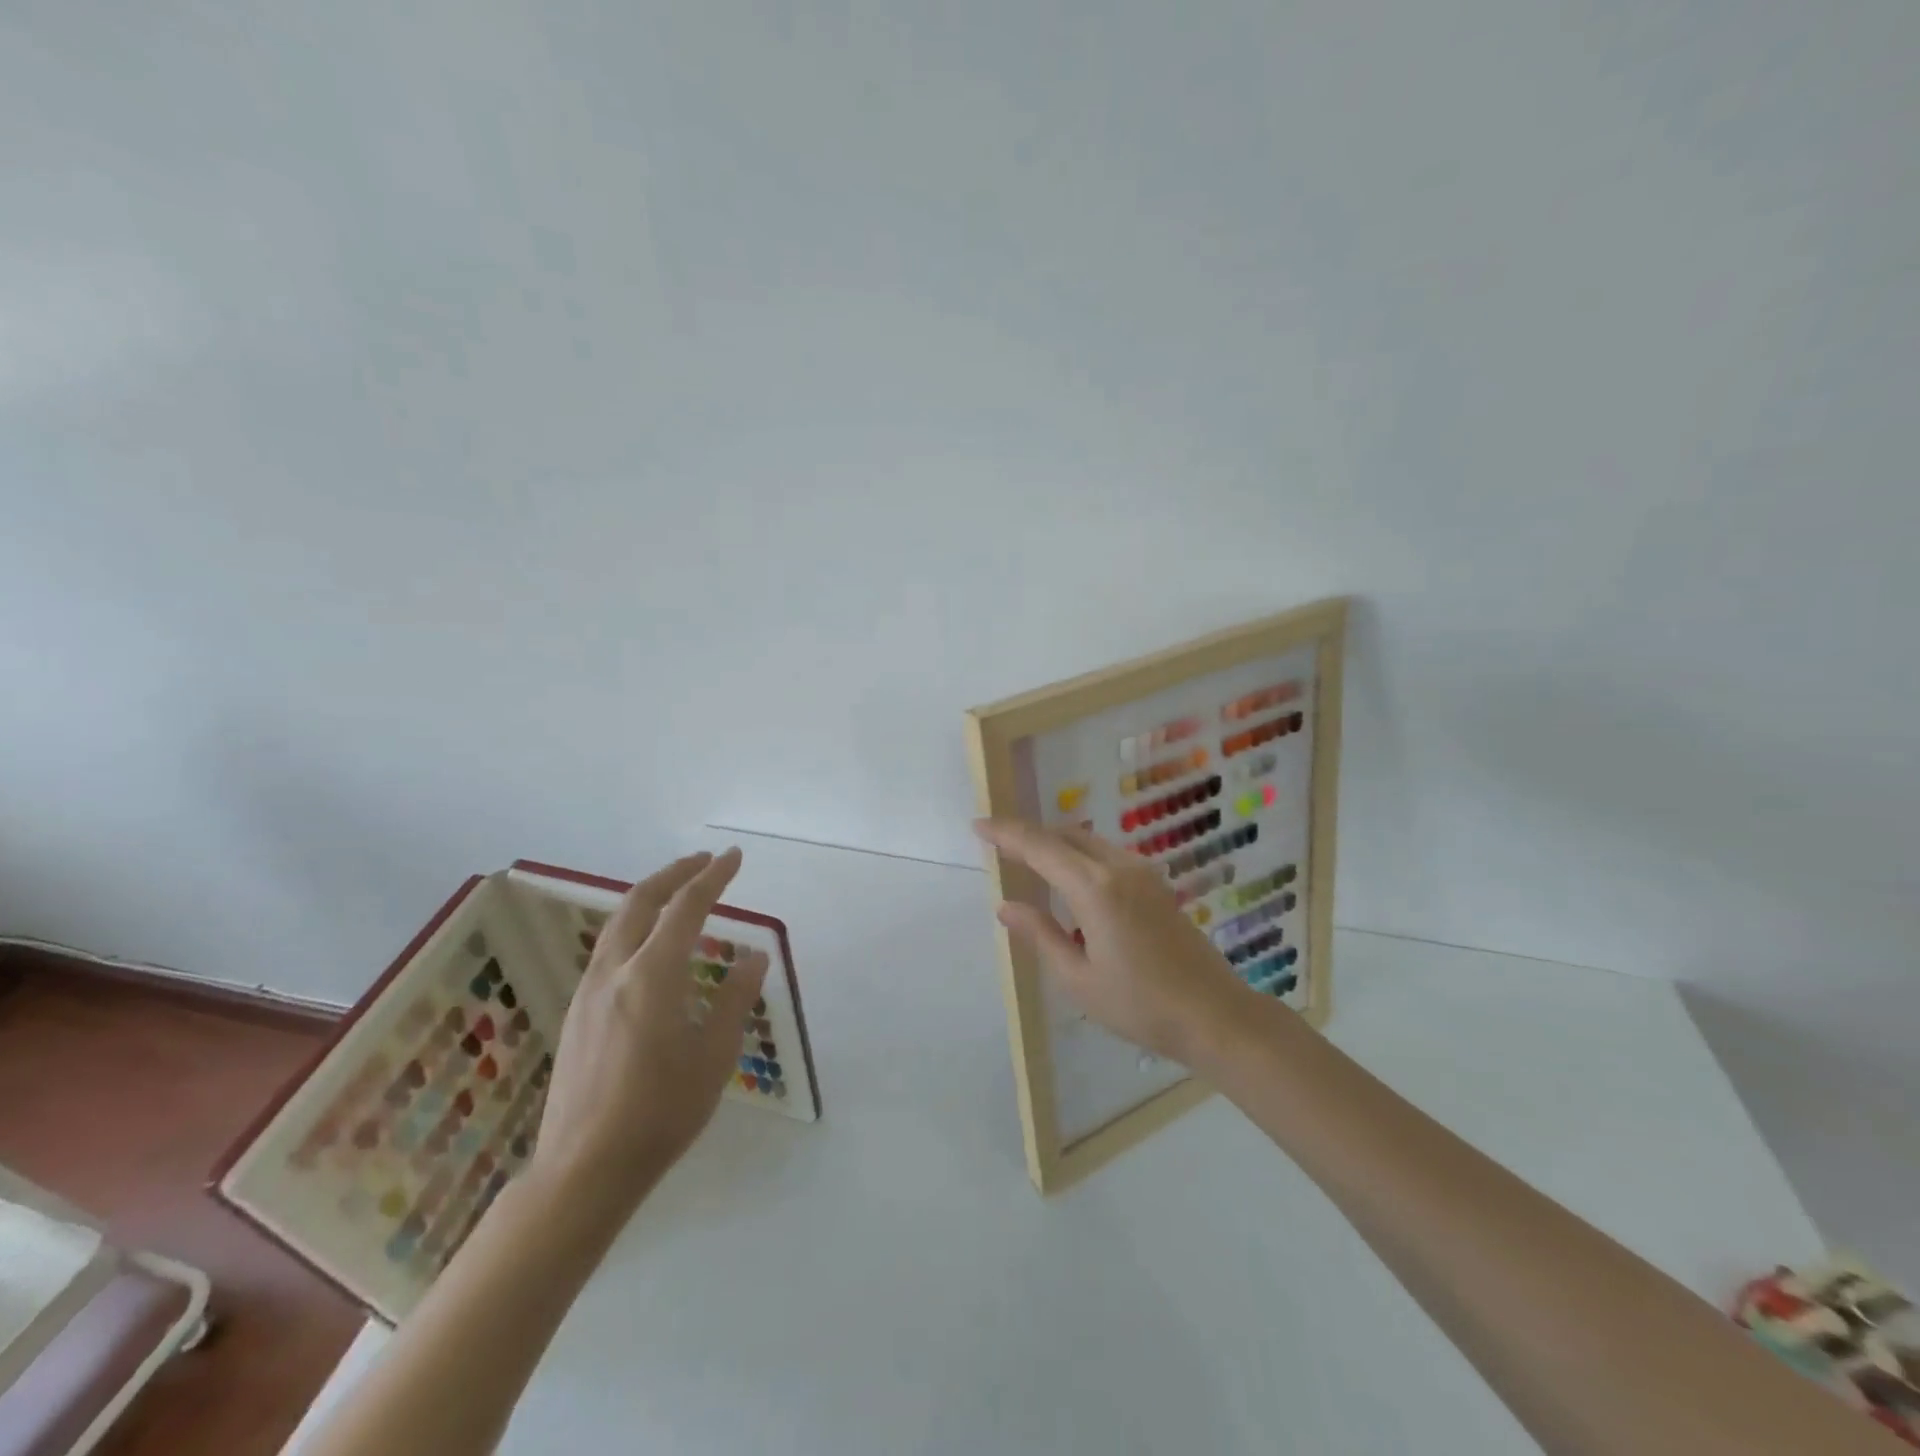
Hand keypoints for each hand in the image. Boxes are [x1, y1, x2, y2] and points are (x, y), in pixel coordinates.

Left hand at [531, 849, 769, 1217]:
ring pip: (618, 923)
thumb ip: (735, 998)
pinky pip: (608, 949)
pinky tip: (651, 947)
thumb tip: (754, 956)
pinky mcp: (577, 1013)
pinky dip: (635, 926)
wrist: (583, 1170)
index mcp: (652, 976)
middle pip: (641, 902)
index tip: (734, 857)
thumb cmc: (660, 1113)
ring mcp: (589, 991)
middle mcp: (614, 972)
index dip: (713, 877)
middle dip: (674, 874)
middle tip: (705, 861)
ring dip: (650, 897)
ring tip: (679, 893)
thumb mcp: (714, 1056)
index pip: (686, 907)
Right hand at [974, 818, 1252, 1064]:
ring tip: (1027, 859)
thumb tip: (1006, 905)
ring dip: (1055, 842)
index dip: (1006, 833)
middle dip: (1028, 834)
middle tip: (997, 843)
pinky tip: (1069, 878)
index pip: (1040, 847)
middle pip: (1064, 834)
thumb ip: (1039, 935)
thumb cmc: (1140, 1005)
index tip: (978, 825)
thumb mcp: (1078, 978)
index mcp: (1095, 888)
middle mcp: (1118, 867)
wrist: (1215, 1015)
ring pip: (1087, 840)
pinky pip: (1106, 854)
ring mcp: (1142, 872)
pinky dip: (1078, 854)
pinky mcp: (1156, 884)